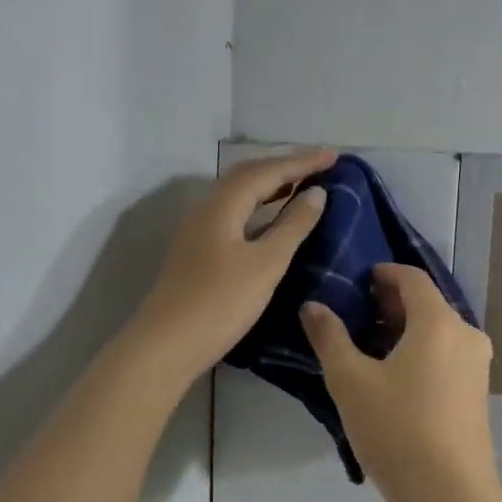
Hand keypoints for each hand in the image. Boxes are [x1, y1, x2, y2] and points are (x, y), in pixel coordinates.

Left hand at [129, 148, 336, 381]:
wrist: (166, 346)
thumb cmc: (220, 303)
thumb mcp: (266, 264)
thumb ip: (292, 226)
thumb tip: (316, 193)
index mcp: (222, 205)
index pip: (267, 171)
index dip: (302, 161)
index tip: (335, 156)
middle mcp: (207, 209)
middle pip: (248, 176)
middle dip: (285, 167)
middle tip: (320, 165)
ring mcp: (198, 231)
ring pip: (239, 196)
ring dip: (271, 186)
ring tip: (301, 185)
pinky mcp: (197, 252)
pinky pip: (234, 215)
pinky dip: (258, 208)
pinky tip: (271, 221)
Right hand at [300, 265, 498, 501]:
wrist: (450, 496)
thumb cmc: (396, 430)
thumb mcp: (350, 382)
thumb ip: (330, 337)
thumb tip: (313, 306)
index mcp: (438, 322)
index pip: (412, 279)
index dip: (384, 273)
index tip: (359, 280)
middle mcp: (466, 335)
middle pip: (427, 304)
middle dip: (392, 303)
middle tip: (356, 313)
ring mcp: (477, 365)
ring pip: (438, 331)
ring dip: (405, 329)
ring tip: (368, 346)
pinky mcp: (478, 392)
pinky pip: (446, 355)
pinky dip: (420, 351)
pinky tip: (394, 375)